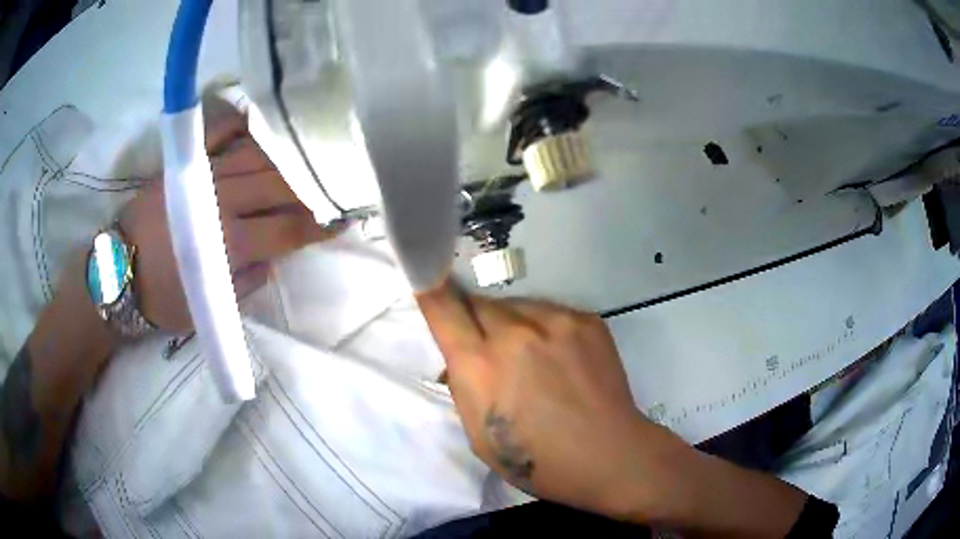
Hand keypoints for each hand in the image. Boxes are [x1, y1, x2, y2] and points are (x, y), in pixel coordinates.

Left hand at [119, 104, 340, 331]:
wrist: (117, 272)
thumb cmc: (162, 298)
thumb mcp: (208, 310)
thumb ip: (246, 284)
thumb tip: (273, 259)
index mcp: (229, 244)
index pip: (287, 229)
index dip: (319, 225)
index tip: (343, 219)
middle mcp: (221, 203)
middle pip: (276, 186)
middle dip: (310, 186)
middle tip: (334, 182)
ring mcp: (202, 178)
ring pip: (254, 157)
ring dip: (285, 157)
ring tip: (307, 155)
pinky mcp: (183, 166)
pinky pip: (216, 135)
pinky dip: (239, 124)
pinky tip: (259, 123)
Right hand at [415, 282, 685, 519]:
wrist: (609, 455)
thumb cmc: (538, 461)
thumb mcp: (478, 435)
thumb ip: (463, 386)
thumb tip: (457, 358)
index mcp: (480, 364)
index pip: (442, 306)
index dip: (429, 288)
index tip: (426, 278)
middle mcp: (515, 331)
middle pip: (478, 302)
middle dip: (474, 322)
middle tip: (489, 350)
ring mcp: (556, 321)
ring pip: (515, 306)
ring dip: (510, 324)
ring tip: (531, 358)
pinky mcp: (586, 319)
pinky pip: (549, 312)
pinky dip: (544, 329)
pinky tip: (559, 359)